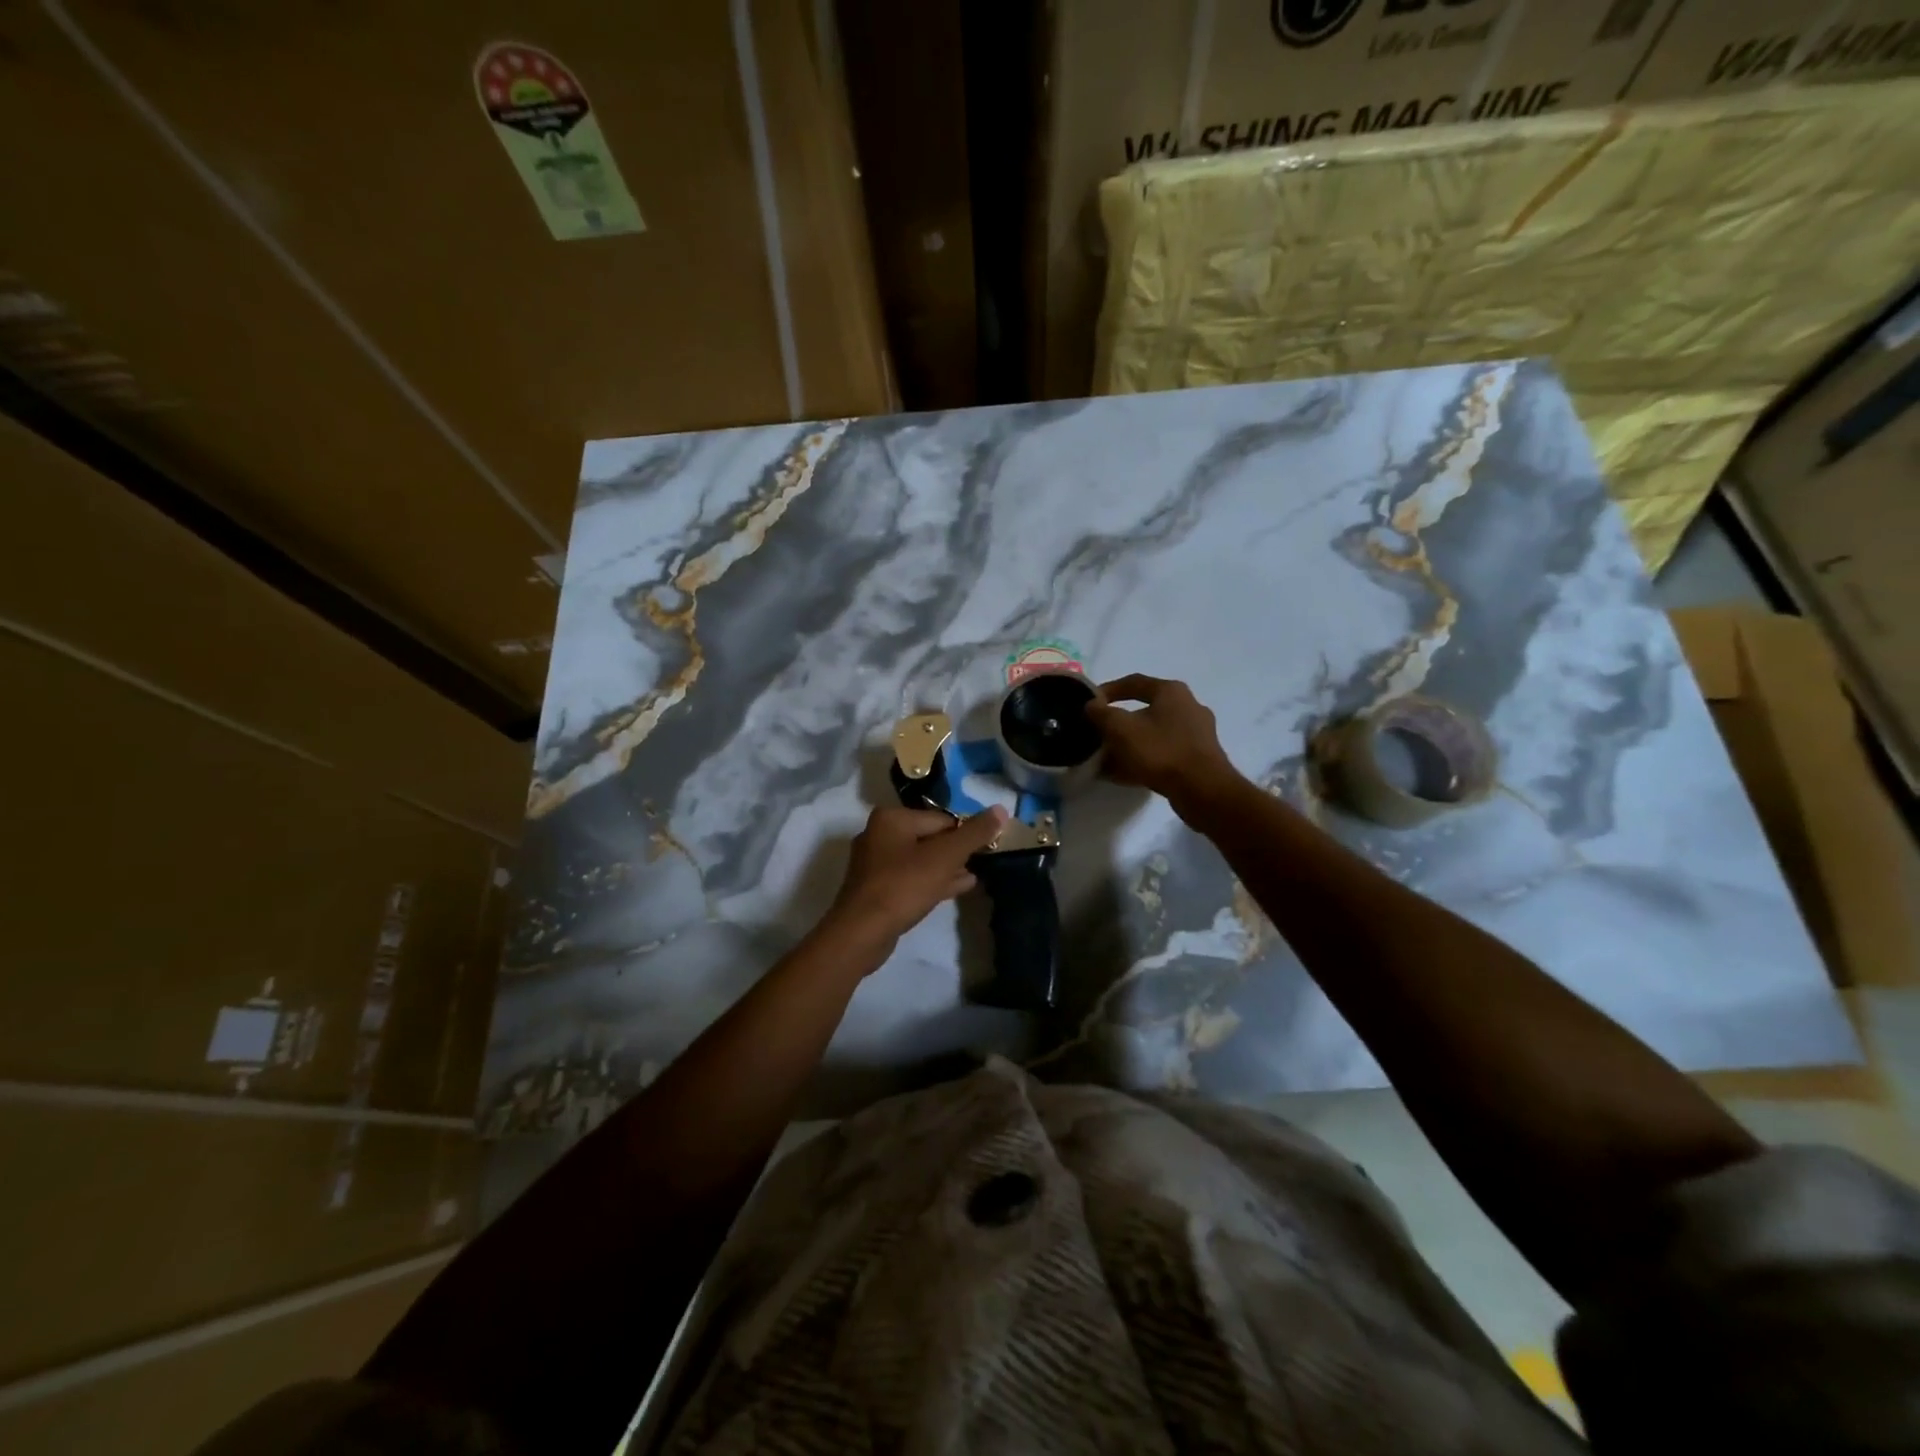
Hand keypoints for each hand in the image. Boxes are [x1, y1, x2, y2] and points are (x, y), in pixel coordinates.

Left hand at [826, 805, 1010, 947]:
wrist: (861, 932)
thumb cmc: (903, 886)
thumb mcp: (944, 857)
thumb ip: (974, 833)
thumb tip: (1001, 808)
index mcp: (891, 818)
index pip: (941, 819)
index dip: (966, 833)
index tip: (986, 848)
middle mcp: (879, 834)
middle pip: (930, 837)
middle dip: (956, 851)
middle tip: (982, 861)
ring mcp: (875, 863)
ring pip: (920, 859)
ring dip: (947, 867)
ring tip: (973, 875)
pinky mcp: (876, 889)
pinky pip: (911, 878)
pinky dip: (933, 881)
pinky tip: (957, 888)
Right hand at [1086, 674, 1242, 814]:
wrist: (1202, 790)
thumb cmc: (1161, 751)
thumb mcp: (1121, 729)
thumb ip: (1101, 714)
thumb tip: (1091, 705)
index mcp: (1171, 691)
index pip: (1134, 682)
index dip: (1108, 690)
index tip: (1090, 703)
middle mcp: (1188, 706)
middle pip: (1145, 709)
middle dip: (1118, 722)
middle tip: (1099, 733)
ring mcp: (1196, 733)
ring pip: (1153, 733)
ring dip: (1130, 743)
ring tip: (1107, 758)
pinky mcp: (1198, 757)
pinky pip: (1163, 752)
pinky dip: (1143, 759)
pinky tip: (1124, 775)